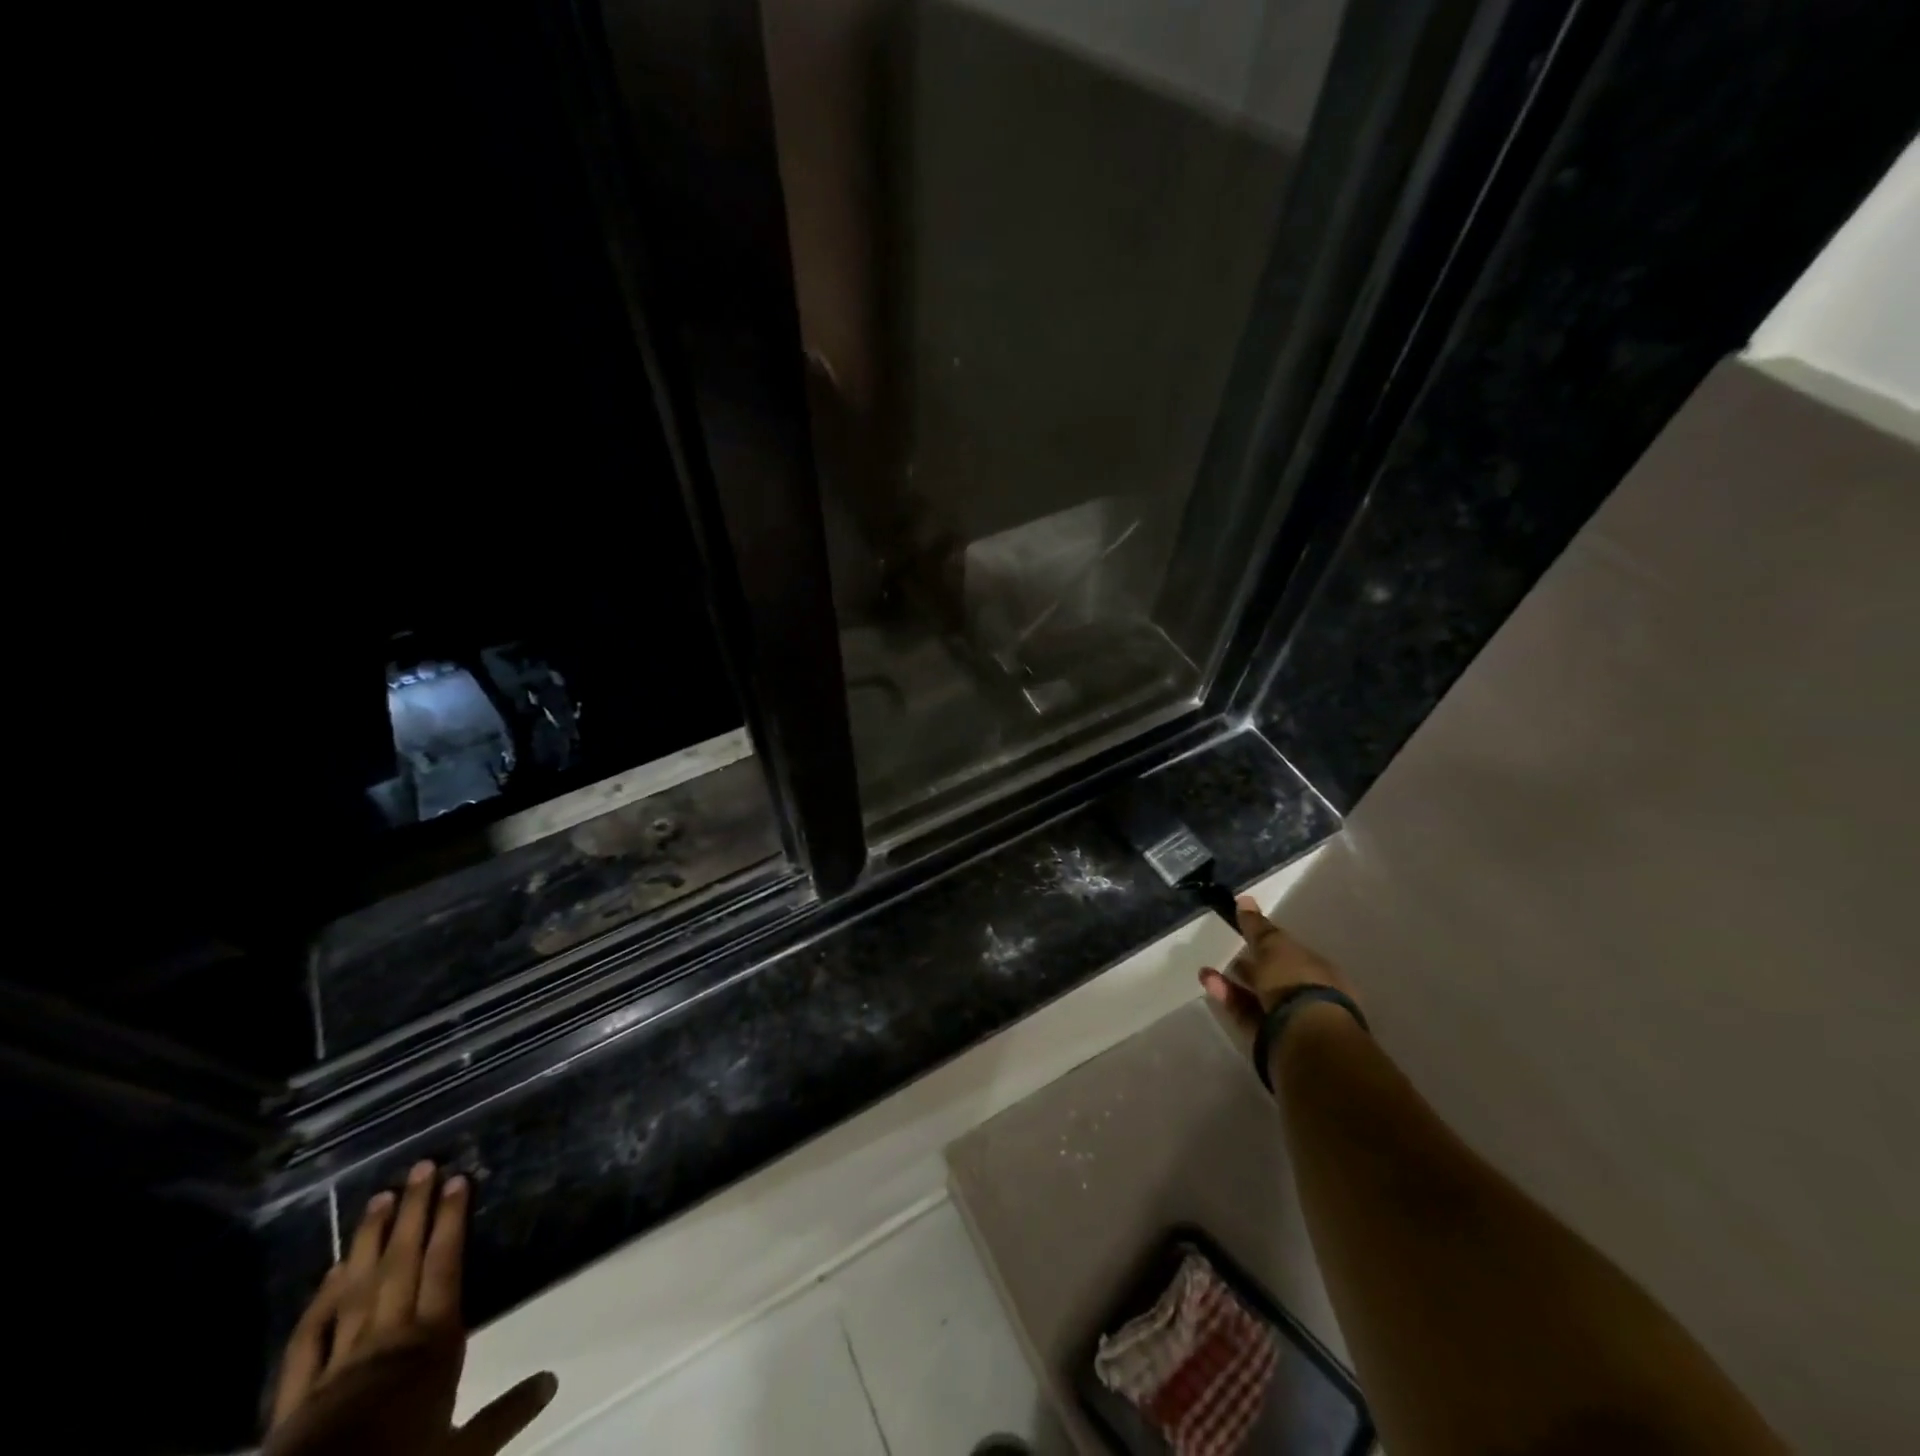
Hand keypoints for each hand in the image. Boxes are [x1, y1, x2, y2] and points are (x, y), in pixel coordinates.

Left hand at [267, 1161, 556, 1455]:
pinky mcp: (297, 1394)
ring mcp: (339, 1362)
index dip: (452, 1221)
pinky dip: (321, 1301)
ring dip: (370, 1241)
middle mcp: (389, 1338)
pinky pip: (309, 1337)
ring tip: (380, 1198)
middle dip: (415, 1212)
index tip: (458, 1179)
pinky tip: (330, 1274)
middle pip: (403, 1264)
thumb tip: (553, 1380)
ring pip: (358, 1288)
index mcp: (432, 1344)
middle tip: (422, 1166)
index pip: (445, 1267)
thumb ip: (505, 1413)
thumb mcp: (463, 1453)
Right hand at [1199, 895, 1357, 1050]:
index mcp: (1320, 971)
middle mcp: (1309, 996)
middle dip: (1251, 965)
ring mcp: (1291, 1020)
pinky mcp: (1270, 1040)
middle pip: (1275, 977)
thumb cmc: (1296, 982)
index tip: (1246, 933)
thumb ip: (1257, 926)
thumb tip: (1244, 899)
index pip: (1292, 953)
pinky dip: (1228, 998)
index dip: (1269, 943)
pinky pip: (1246, 1013)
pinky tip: (1209, 984)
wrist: (1304, 1038)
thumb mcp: (1274, 946)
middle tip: (1228, 953)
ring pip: (1257, 997)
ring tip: (1206, 971)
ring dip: (1232, 982)